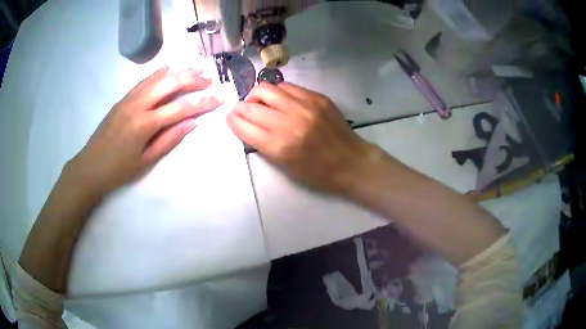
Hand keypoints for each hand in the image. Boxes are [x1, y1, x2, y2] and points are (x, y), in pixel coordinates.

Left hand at [67, 66, 221, 196]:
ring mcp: (129, 99)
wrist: (90, 167)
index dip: (202, 102)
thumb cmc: (118, 170)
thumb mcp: (146, 161)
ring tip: (196, 70)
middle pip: (170, 84)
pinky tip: (168, 67)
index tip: (219, 97)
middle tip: (209, 80)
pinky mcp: (123, 99)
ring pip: (157, 78)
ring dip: (178, 73)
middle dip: (192, 80)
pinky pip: (143, 81)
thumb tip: (192, 123)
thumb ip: (169, 140)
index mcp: (145, 124)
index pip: (180, 108)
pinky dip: (158, 73)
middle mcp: (138, 105)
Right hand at [227, 82, 377, 194]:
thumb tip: (247, 124)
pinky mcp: (316, 97)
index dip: (233, 120)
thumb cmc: (317, 172)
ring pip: (266, 88)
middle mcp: (289, 121)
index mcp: (280, 146)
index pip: (243, 125)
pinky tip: (280, 101)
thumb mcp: (284, 166)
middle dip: (240, 107)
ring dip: (257, 96)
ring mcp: (304, 106)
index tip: (231, 118)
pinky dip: (277, 93)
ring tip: (261, 103)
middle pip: (250, 105)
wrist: (350, 162)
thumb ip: (263, 143)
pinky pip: (287, 86)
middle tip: (242, 110)